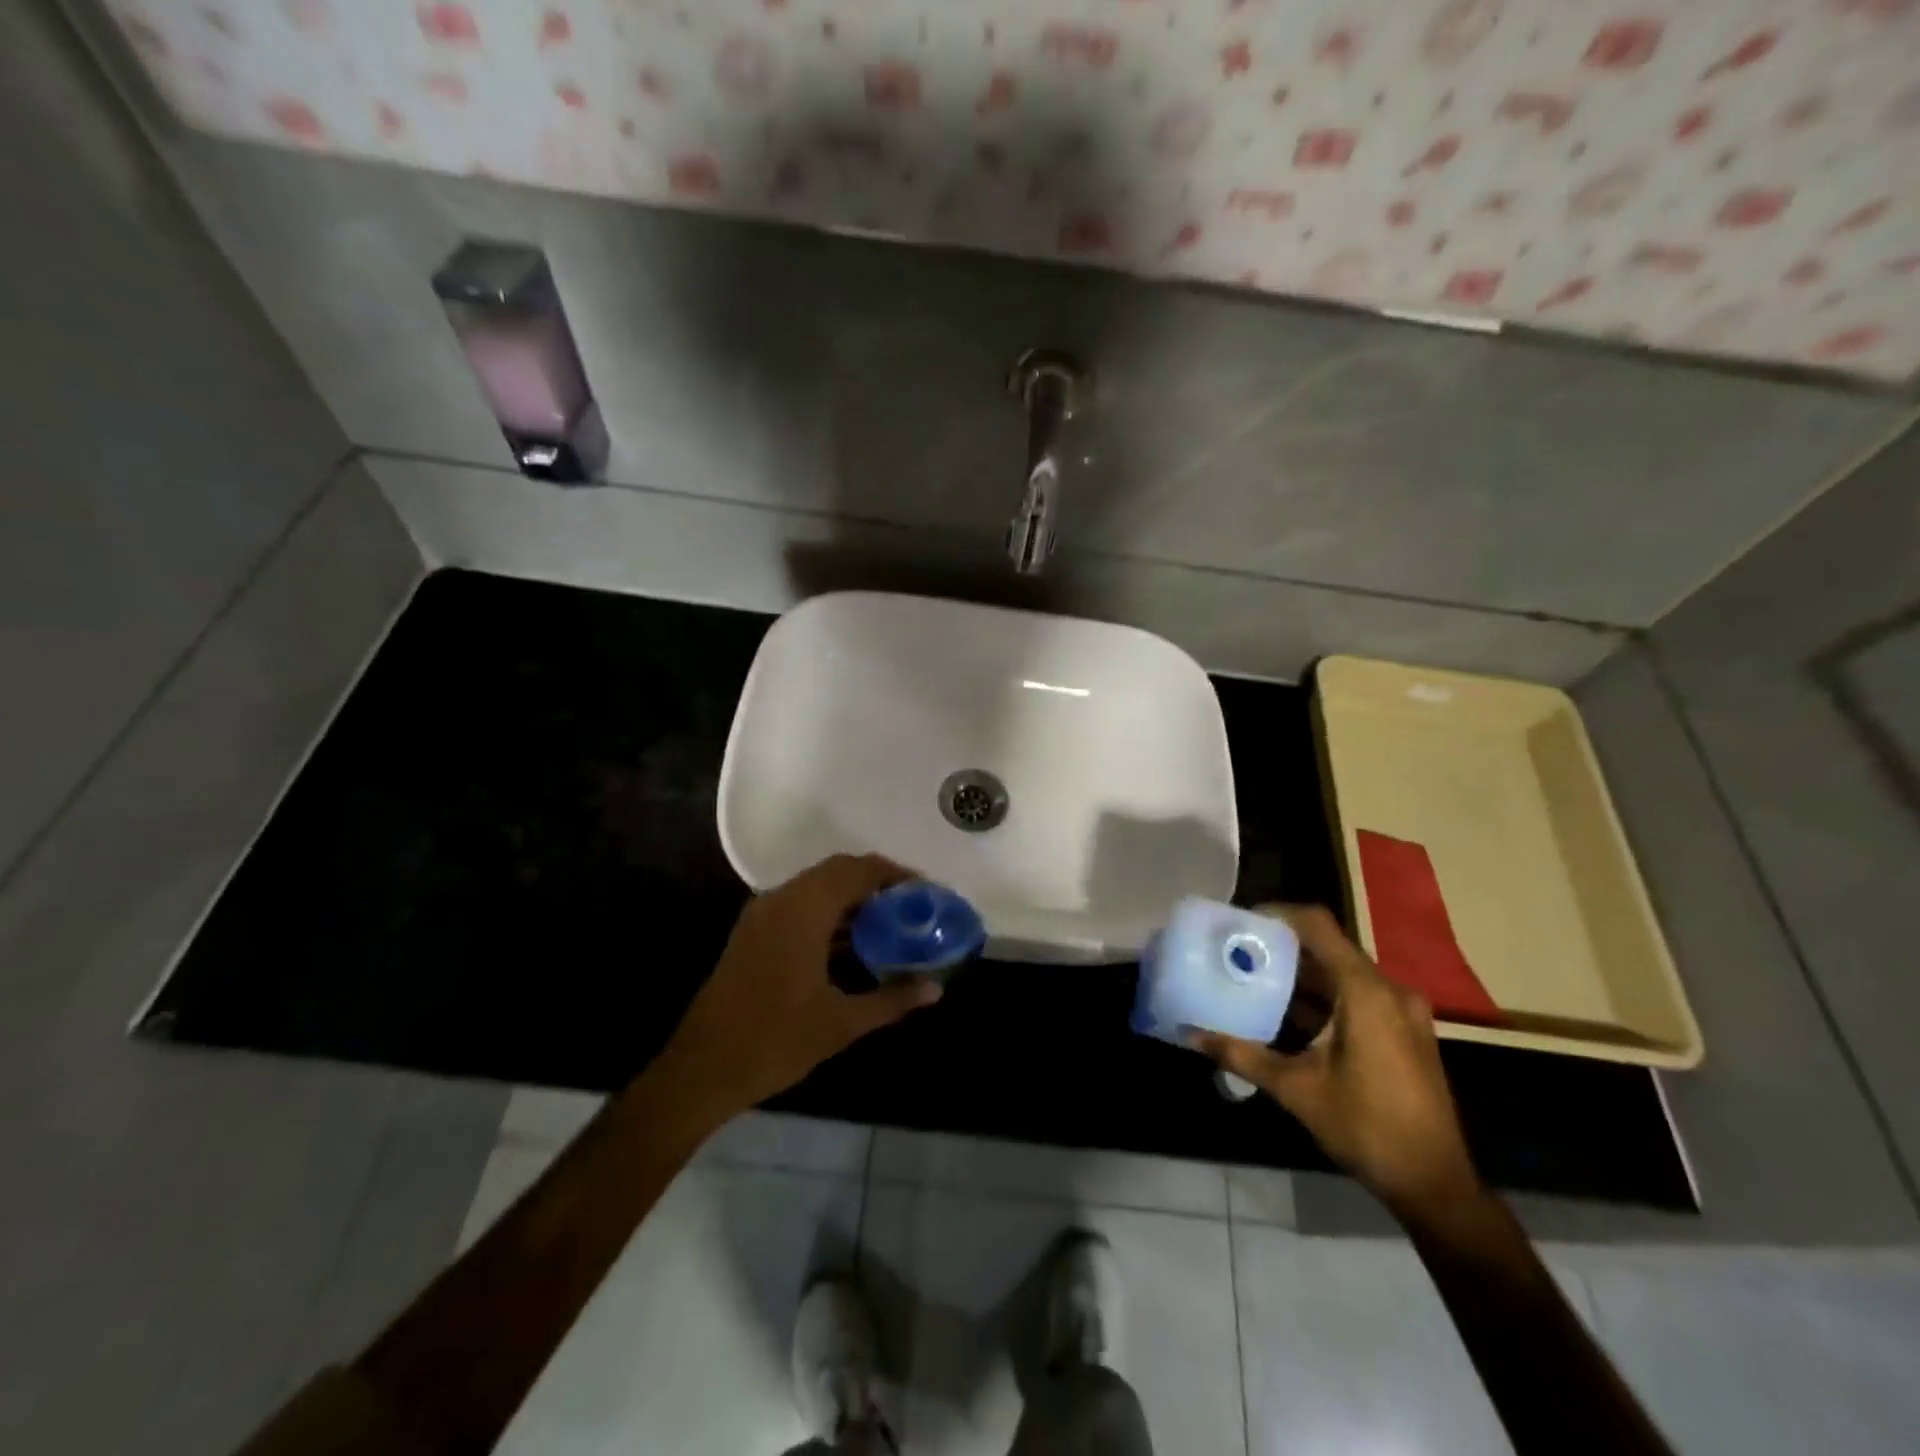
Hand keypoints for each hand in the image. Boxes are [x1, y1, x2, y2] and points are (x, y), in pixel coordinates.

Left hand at [657, 854, 942, 1120]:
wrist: (702, 1069)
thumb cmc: (775, 1041)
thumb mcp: (841, 1023)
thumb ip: (892, 1000)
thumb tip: (936, 989)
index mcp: (803, 911)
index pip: (856, 870)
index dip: (894, 874)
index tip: (924, 891)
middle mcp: (781, 900)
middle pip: (837, 871)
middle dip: (876, 883)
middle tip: (911, 906)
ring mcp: (762, 915)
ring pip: (817, 887)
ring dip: (852, 897)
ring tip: (889, 923)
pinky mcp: (753, 932)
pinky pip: (800, 905)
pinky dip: (830, 912)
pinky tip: (853, 943)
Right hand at [1189, 904, 1481, 1219]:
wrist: (1435, 1184)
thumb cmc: (1367, 1127)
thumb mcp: (1296, 1089)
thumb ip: (1242, 1054)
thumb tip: (1190, 1034)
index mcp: (1366, 992)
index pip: (1317, 925)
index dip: (1277, 914)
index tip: (1239, 923)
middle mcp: (1388, 990)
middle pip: (1327, 947)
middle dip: (1281, 947)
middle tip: (1237, 953)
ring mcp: (1402, 1011)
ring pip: (1342, 972)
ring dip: (1300, 974)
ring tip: (1254, 980)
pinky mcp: (1404, 1030)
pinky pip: (1357, 994)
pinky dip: (1322, 996)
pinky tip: (1288, 1015)